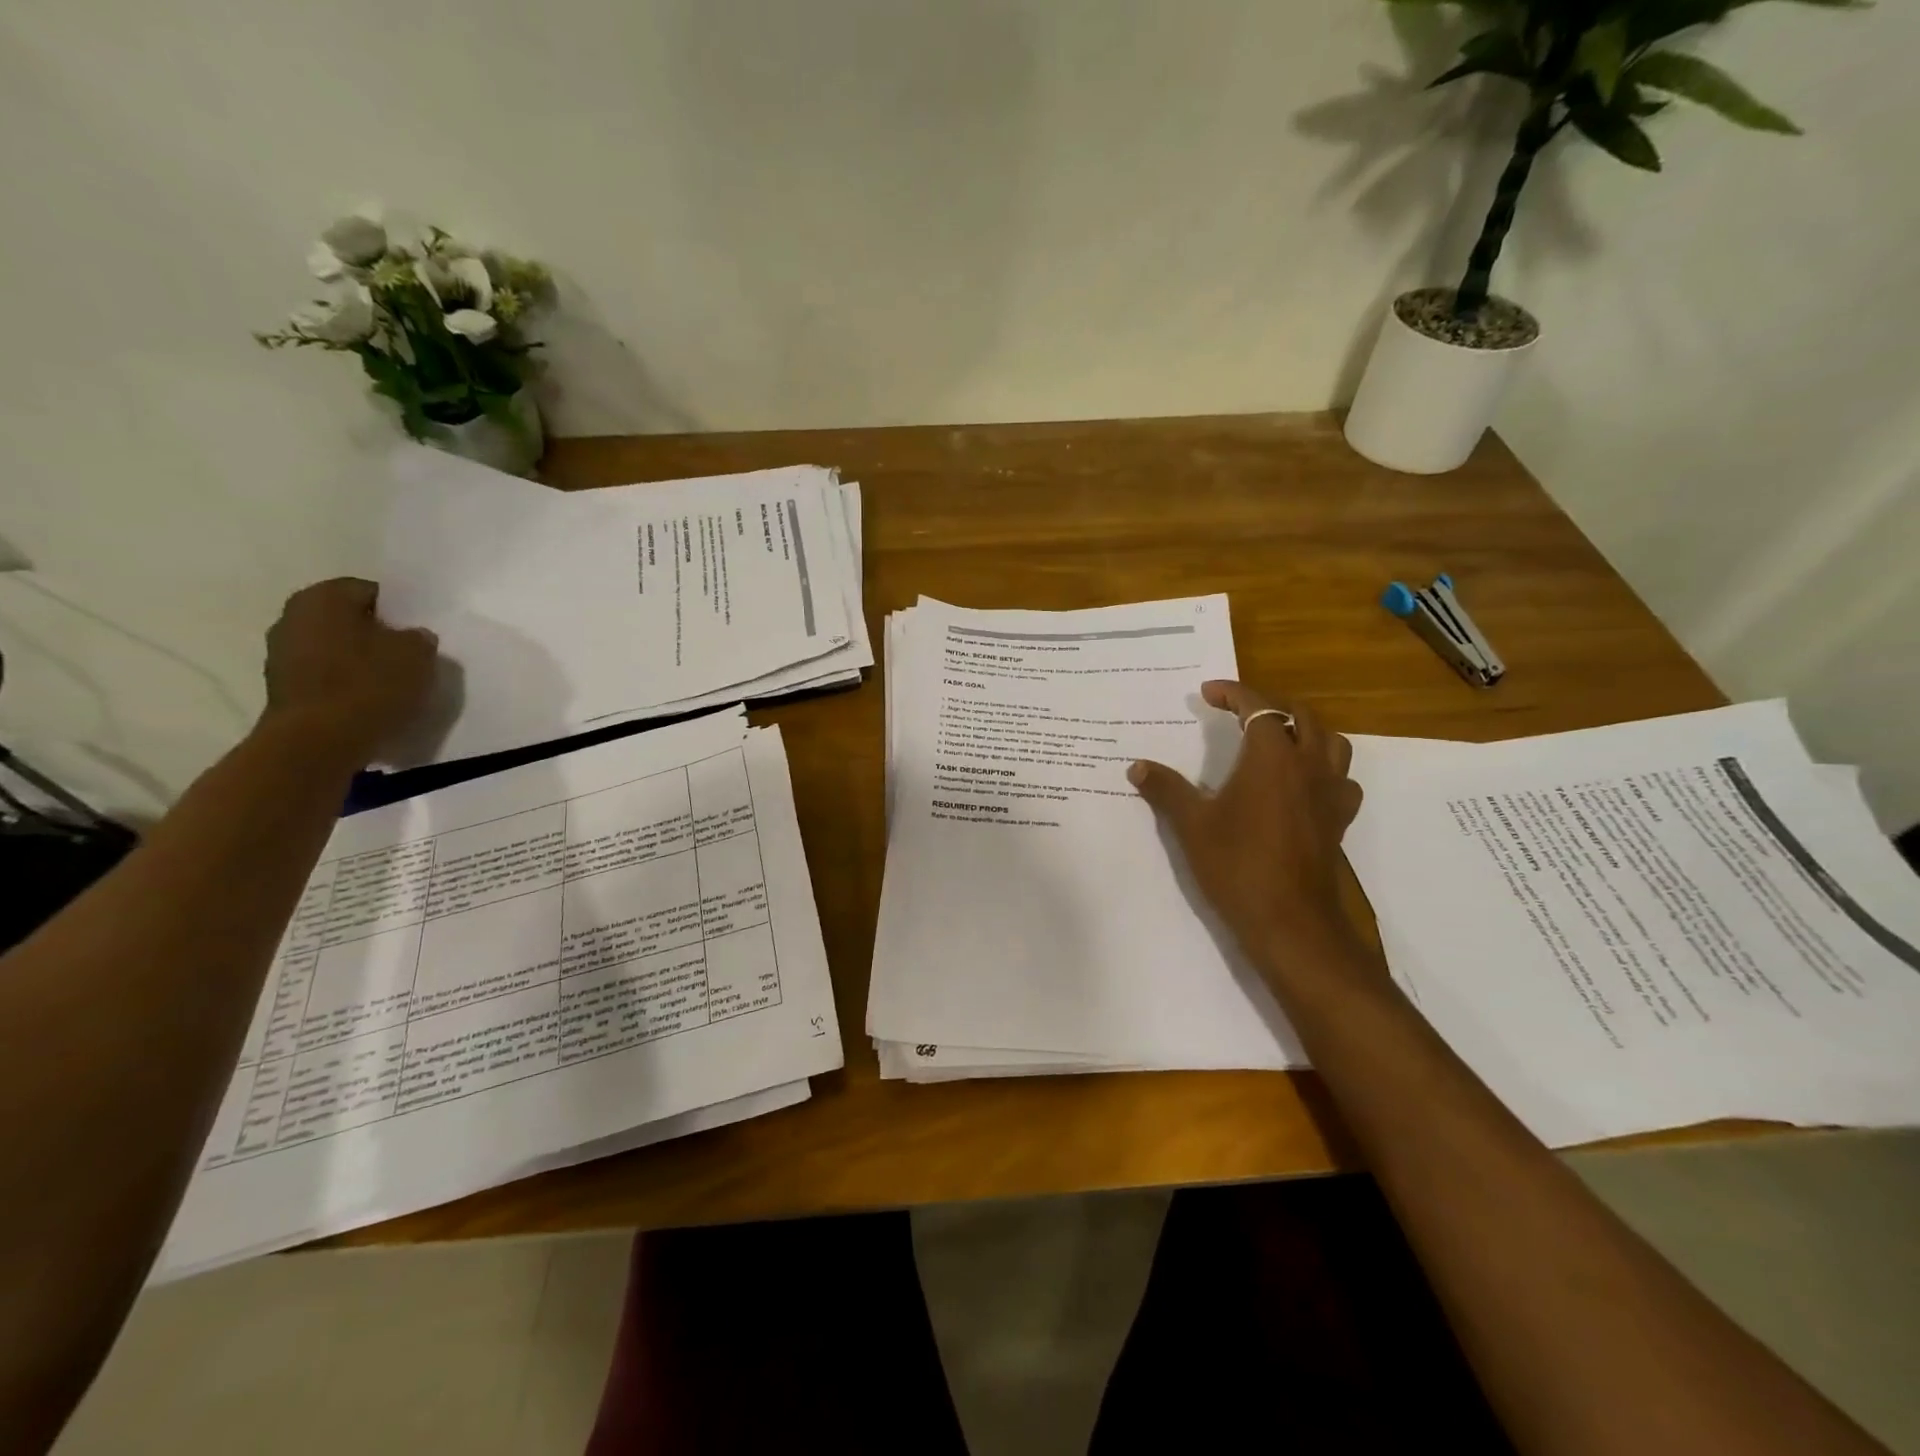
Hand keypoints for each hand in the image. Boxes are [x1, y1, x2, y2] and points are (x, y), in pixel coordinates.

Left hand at [261, 578, 437, 762]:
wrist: (319, 742)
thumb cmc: (369, 685)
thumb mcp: (417, 655)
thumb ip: (418, 638)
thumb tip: (412, 637)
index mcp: (322, 597)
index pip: (369, 591)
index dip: (399, 610)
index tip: (419, 632)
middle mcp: (293, 617)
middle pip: (348, 620)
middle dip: (378, 635)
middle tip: (410, 655)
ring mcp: (281, 654)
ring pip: (336, 648)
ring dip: (361, 660)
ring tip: (394, 681)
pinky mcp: (284, 688)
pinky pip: (326, 676)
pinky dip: (347, 683)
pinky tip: (371, 700)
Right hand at [1129, 680, 1366, 973]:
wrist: (1289, 921)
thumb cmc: (1237, 865)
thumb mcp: (1192, 825)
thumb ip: (1165, 789)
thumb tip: (1137, 767)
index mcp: (1272, 758)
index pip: (1259, 707)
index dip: (1233, 693)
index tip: (1207, 693)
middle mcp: (1308, 766)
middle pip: (1299, 715)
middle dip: (1268, 704)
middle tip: (1237, 710)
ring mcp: (1330, 793)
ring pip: (1330, 741)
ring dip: (1304, 729)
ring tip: (1277, 737)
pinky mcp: (1338, 820)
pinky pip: (1341, 778)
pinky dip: (1324, 768)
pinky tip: (1304, 783)